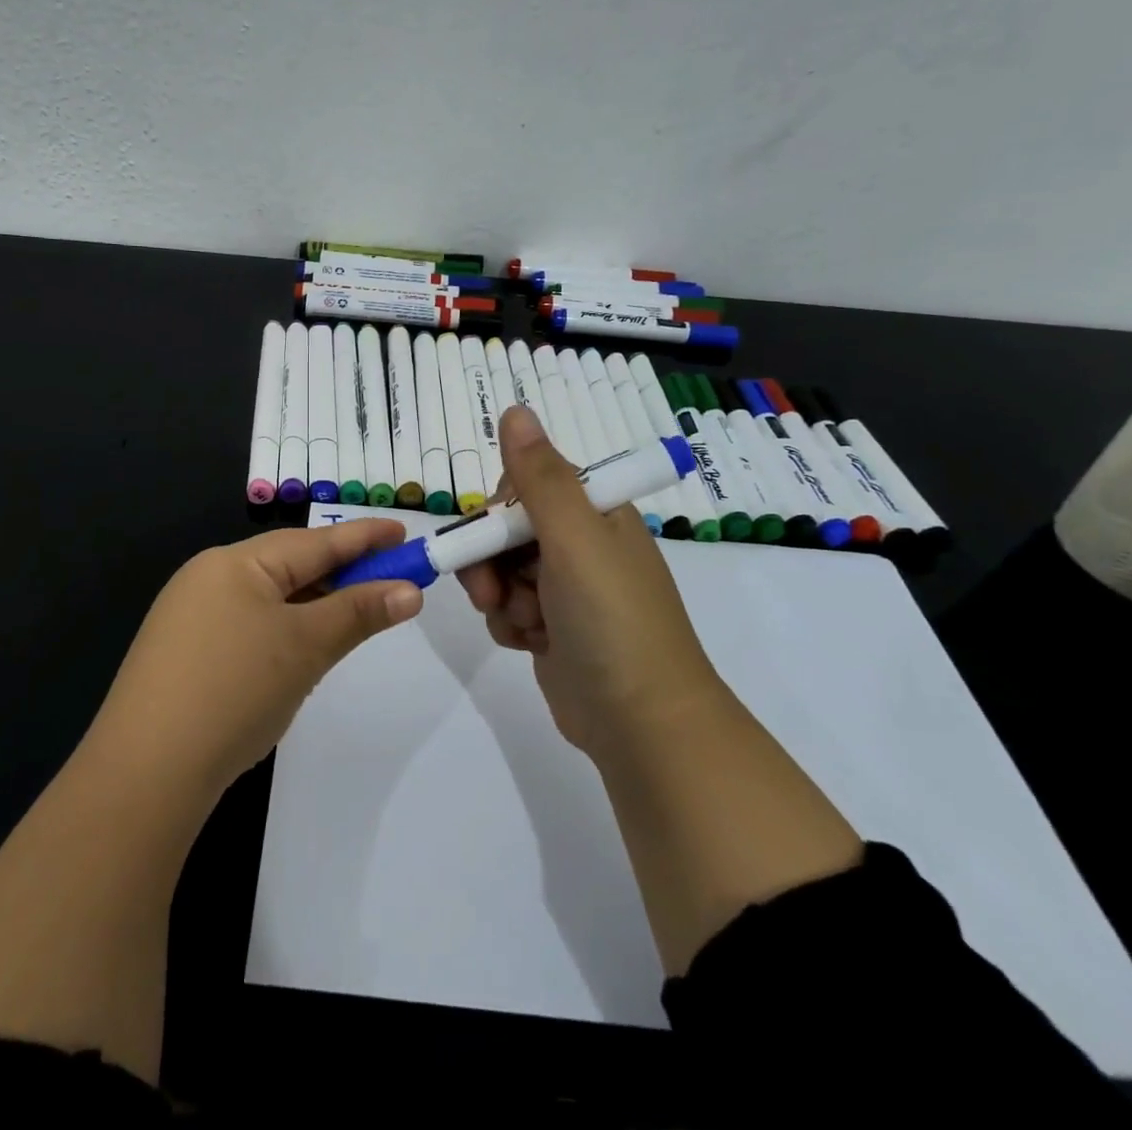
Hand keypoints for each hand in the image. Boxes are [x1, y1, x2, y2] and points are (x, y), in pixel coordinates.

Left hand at [91, 520, 422, 798]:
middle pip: (290, 566)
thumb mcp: (305, 646)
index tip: (405, 532)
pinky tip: (303, 648)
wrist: (145, 774)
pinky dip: (285, 629)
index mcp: (234, 563)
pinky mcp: (185, 656)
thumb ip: (359, 613)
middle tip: (392, 578)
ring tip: (357, 611)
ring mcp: (191, 618)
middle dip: (342, 573)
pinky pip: (249, 626)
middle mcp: (208, 579)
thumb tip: (411, 590)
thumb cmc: (234, 690)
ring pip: (270, 599)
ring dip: (316, 604)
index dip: (363, 537)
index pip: (313, 542)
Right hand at [456, 406, 723, 757]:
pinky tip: (530, 644)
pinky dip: (511, 625)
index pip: (528, 483)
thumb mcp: (574, 539)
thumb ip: (540, 476)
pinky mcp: (554, 628)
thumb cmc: (611, 620)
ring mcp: (568, 589)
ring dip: (500, 596)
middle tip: (490, 591)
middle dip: (491, 559)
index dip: (500, 508)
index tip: (493, 534)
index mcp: (596, 513)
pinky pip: (510, 609)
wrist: (642, 723)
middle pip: (508, 529)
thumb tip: (515, 409)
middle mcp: (582, 544)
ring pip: (503, 571)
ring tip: (524, 624)